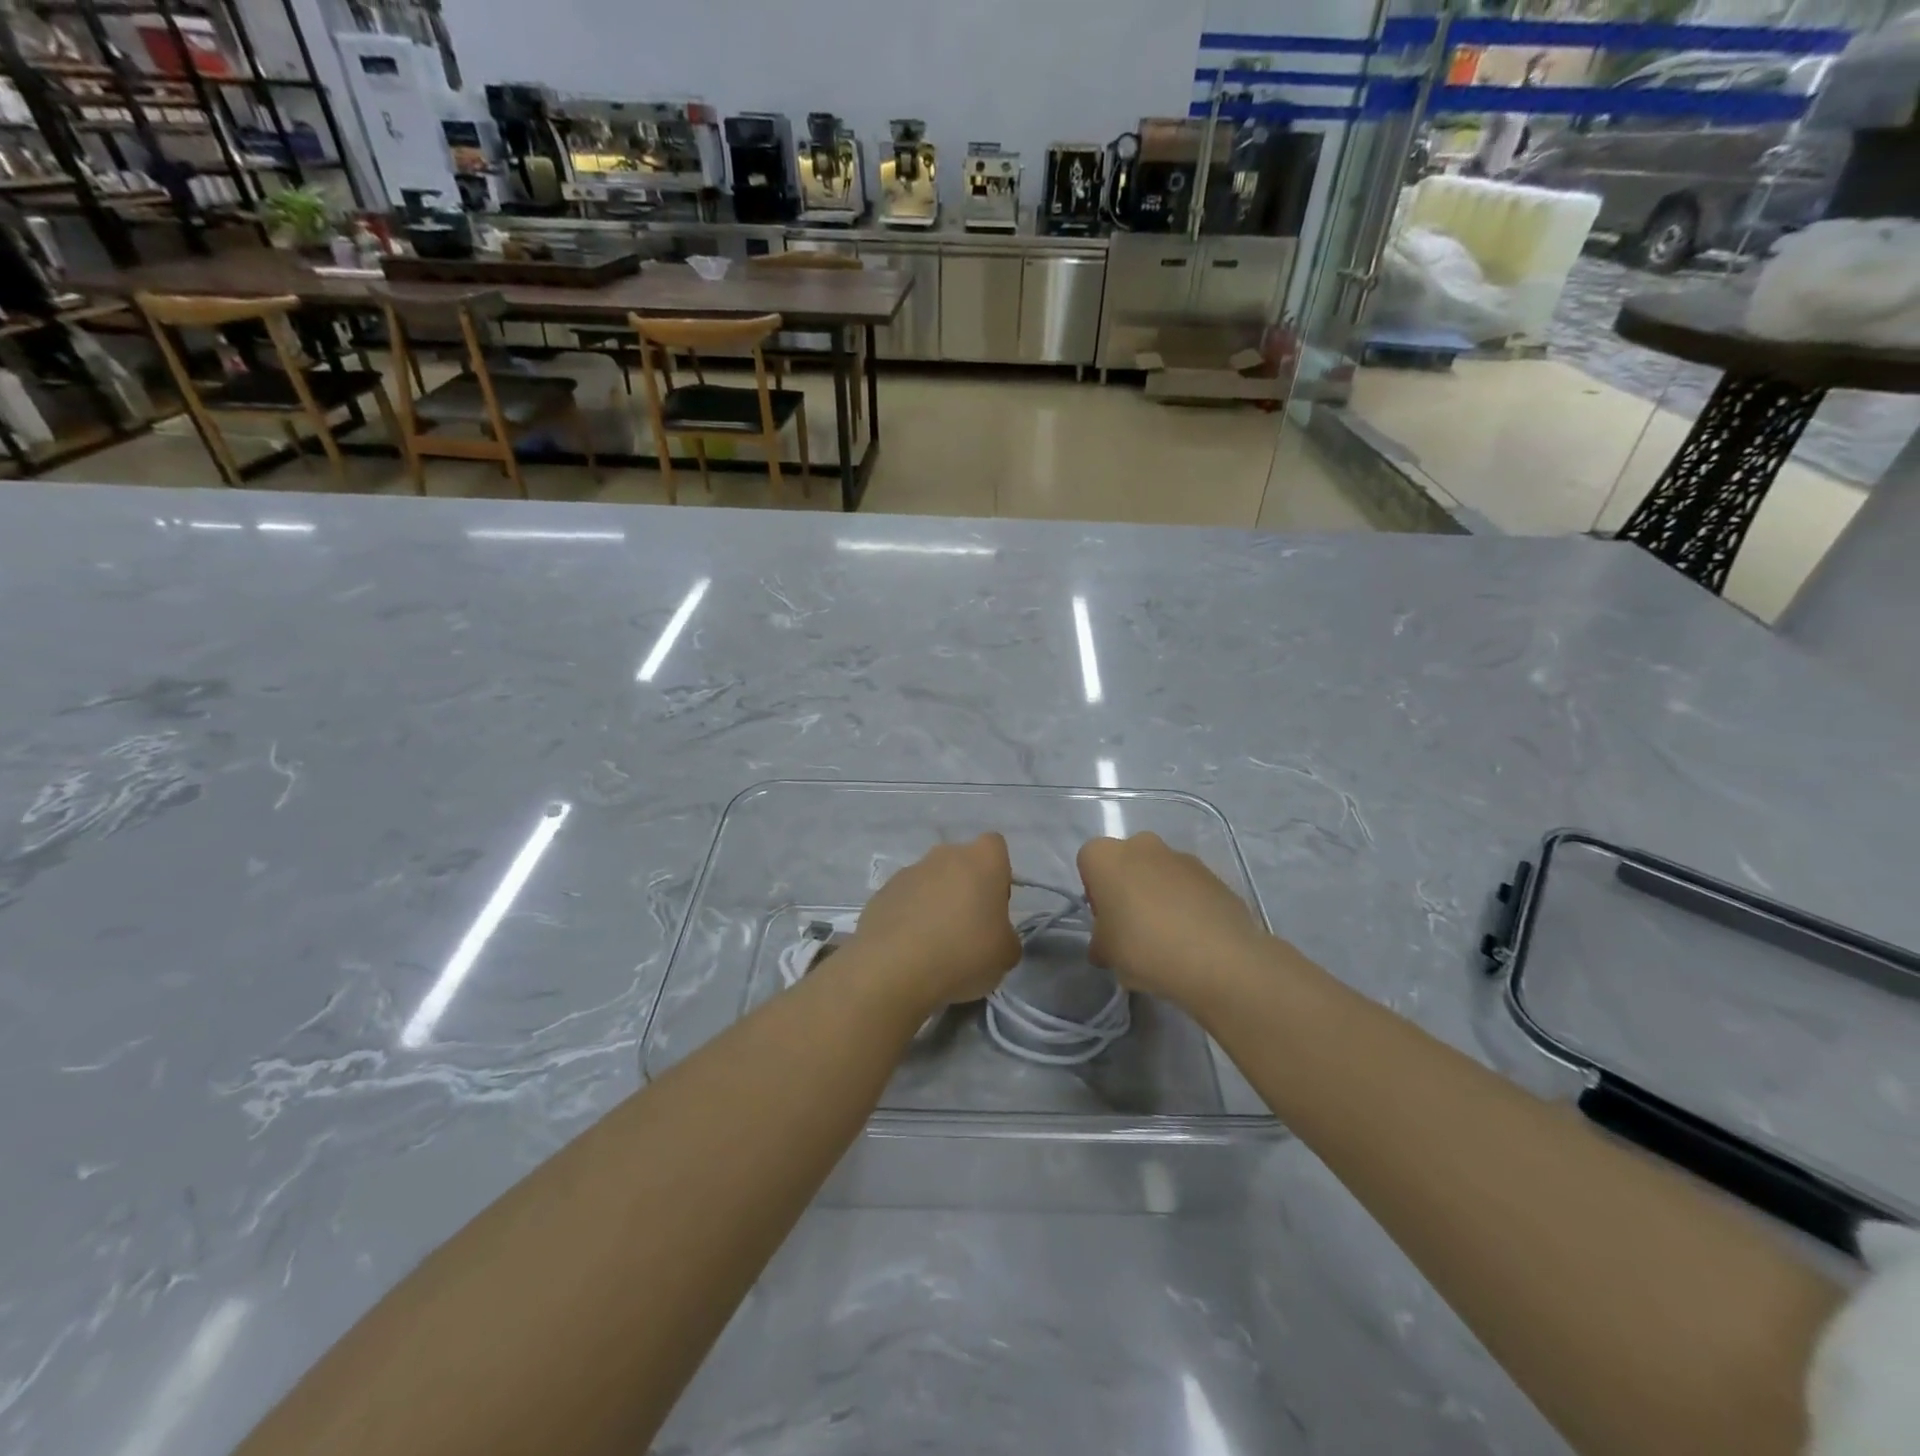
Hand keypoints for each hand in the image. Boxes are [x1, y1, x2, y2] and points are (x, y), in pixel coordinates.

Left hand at [849, 834, 1021, 1009]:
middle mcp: (944, 855)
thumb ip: (1006, 937)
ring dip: (935, 904)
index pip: (996, 848)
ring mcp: (909, 871)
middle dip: (964, 889)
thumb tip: (996, 937)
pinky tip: (909, 949)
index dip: (998, 874)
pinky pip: (905, 900)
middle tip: (966, 929)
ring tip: (934, 945)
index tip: (993, 906)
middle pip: (961, 864)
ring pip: (931, 881)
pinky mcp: (881, 892)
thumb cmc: (964, 952)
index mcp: (982, 859)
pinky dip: (909, 917)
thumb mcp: (1006, 954)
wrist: (894, 967)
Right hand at [1076, 833, 1272, 1005]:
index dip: (1094, 892)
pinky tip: (1194, 938)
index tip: (1106, 922)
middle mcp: (1142, 844)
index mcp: (1106, 856)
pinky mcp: (1213, 874)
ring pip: (1159, 873)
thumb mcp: (1106, 954)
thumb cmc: (1145, 947)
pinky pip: (1189, 887)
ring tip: (1169, 938)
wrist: (1219, 958)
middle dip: (1127, 889)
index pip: (1088, 862)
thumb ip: (1100, 942)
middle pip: (1126, 863)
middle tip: (1134, 929)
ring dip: (1158, 896)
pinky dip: (1187, 905)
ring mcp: (1182, 856)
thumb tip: (1106, 945)